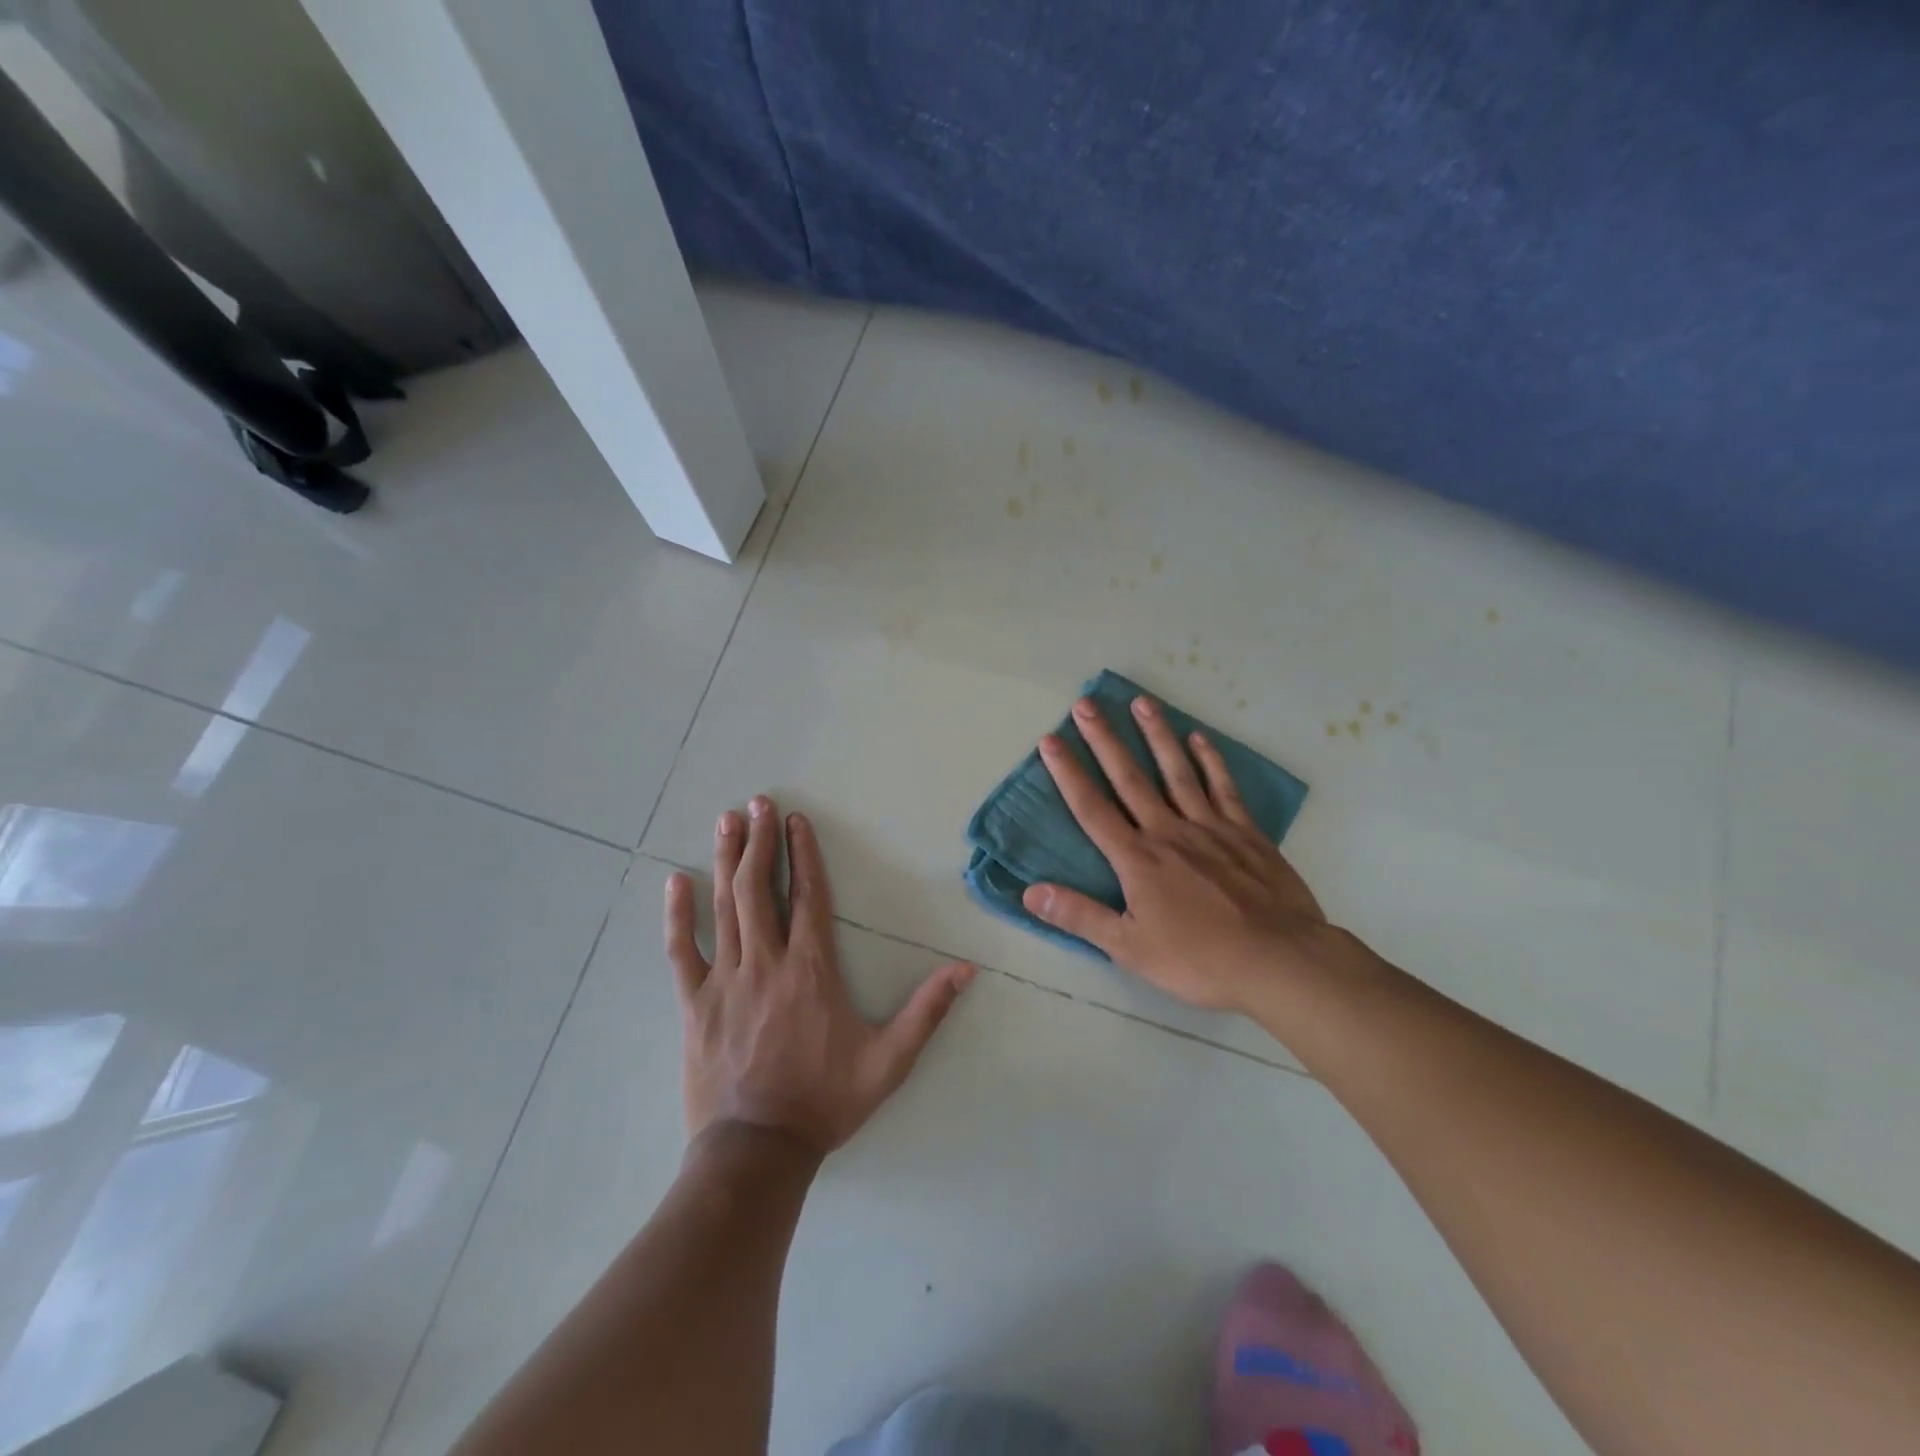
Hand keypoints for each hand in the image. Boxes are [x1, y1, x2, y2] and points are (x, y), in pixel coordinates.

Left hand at [666, 796, 973, 1154]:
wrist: (757, 1150)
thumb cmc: (825, 1101)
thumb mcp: (889, 1061)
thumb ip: (926, 1011)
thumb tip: (965, 969)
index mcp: (812, 969)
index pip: (808, 896)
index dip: (802, 854)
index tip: (796, 820)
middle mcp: (767, 962)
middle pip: (760, 889)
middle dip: (760, 841)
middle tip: (757, 803)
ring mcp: (726, 980)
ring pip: (725, 908)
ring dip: (727, 861)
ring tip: (727, 821)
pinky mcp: (695, 1004)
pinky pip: (683, 951)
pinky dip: (679, 915)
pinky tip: (675, 883)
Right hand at [1022, 695, 1336, 1014]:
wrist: (1279, 960)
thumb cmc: (1199, 959)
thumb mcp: (1130, 948)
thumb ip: (1080, 916)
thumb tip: (1030, 893)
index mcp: (1137, 859)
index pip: (1092, 809)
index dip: (1068, 773)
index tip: (1050, 740)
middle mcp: (1168, 831)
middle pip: (1130, 778)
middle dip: (1104, 740)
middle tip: (1086, 704)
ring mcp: (1210, 827)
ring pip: (1176, 772)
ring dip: (1156, 735)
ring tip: (1141, 702)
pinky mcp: (1245, 833)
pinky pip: (1223, 788)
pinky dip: (1210, 761)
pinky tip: (1199, 739)